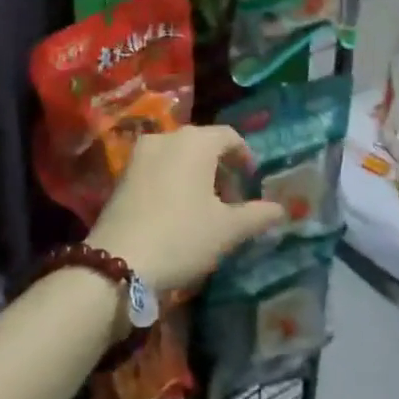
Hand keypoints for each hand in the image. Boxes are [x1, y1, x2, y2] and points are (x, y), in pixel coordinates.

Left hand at [89, 126, 284, 290]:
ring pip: (178, 155)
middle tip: (231, 199)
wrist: (118, 263)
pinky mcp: (122, 175)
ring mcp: (140, 155)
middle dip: (220, 167)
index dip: (244, 156)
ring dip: (195, 174)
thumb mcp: (227, 230)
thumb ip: (257, 215)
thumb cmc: (182, 237)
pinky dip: (172, 180)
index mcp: (196, 141)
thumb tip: (281, 209)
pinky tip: (176, 212)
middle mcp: (167, 137)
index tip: (251, 181)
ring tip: (205, 208)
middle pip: (202, 143)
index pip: (229, 136)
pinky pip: (157, 168)